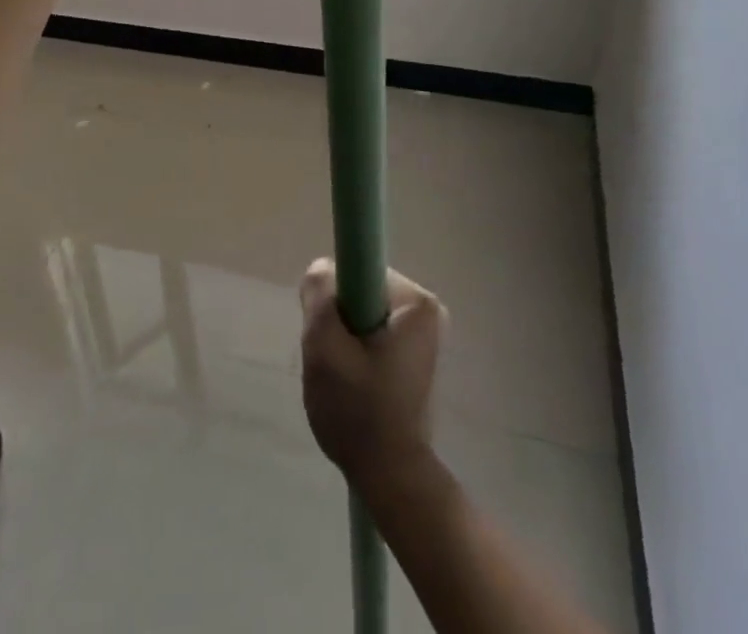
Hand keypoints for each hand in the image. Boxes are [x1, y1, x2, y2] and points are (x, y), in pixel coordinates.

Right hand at [300, 259, 445, 491]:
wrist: (390, 479)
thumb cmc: (359, 412)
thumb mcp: (325, 347)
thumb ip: (319, 294)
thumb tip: (322, 269)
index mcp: (417, 302)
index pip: (359, 268)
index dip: (335, 295)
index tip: (329, 330)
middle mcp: (427, 309)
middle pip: (360, 290)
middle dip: (339, 319)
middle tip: (332, 359)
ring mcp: (424, 333)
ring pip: (362, 312)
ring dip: (344, 337)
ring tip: (343, 376)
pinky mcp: (415, 354)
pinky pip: (372, 331)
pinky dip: (356, 351)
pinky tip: (354, 383)